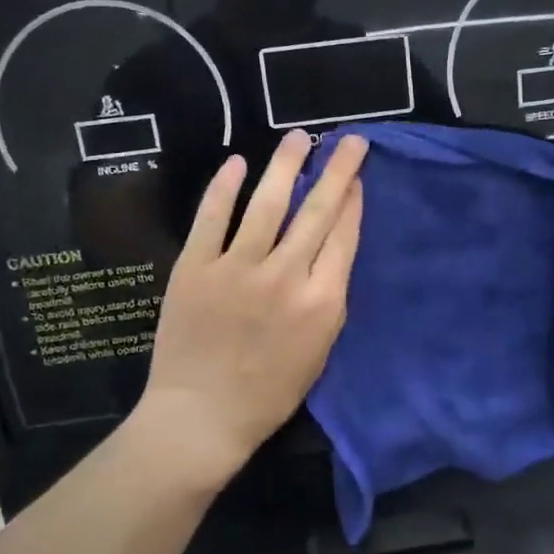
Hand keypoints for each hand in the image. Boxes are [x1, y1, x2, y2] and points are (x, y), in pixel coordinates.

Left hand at [137, 130, 366, 481]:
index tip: (357, 177)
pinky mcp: (196, 268)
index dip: (353, 200)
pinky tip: (238, 162)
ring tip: (300, 137)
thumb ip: (329, 298)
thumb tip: (332, 250)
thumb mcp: (319, 351)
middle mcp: (285, 276)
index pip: (343, 236)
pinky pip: (212, 218)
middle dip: (337, 170)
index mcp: (321, 301)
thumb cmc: (269, 392)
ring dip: (286, 165)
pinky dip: (224, 187)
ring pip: (268, 204)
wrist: (202, 416)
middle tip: (349, 139)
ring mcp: (238, 268)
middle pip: (317, 210)